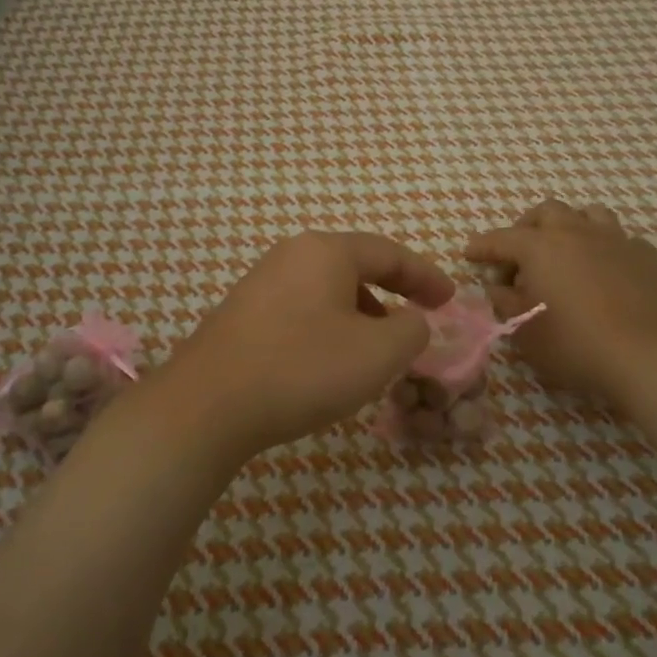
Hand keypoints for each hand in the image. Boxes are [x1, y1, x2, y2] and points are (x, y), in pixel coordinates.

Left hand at [153, 232, 454, 460]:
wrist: (207, 405)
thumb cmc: (302, 369)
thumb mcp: (377, 353)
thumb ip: (411, 330)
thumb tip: (410, 320)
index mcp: (325, 251)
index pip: (389, 253)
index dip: (426, 276)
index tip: (450, 300)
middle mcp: (290, 256)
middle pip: (355, 268)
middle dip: (391, 296)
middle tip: (414, 327)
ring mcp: (260, 284)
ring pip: (326, 292)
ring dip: (359, 317)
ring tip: (373, 353)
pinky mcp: (241, 315)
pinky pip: (300, 311)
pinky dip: (328, 329)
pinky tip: (327, 364)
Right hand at [465, 200, 656, 404]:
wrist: (649, 353)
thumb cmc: (575, 343)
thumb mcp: (525, 331)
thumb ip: (504, 303)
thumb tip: (498, 287)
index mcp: (539, 247)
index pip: (501, 239)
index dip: (482, 246)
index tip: (469, 254)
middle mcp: (574, 232)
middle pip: (545, 212)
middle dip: (526, 228)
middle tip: (519, 256)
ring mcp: (614, 239)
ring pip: (587, 214)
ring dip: (569, 227)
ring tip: (564, 252)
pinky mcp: (644, 255)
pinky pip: (618, 239)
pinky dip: (603, 248)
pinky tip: (603, 270)